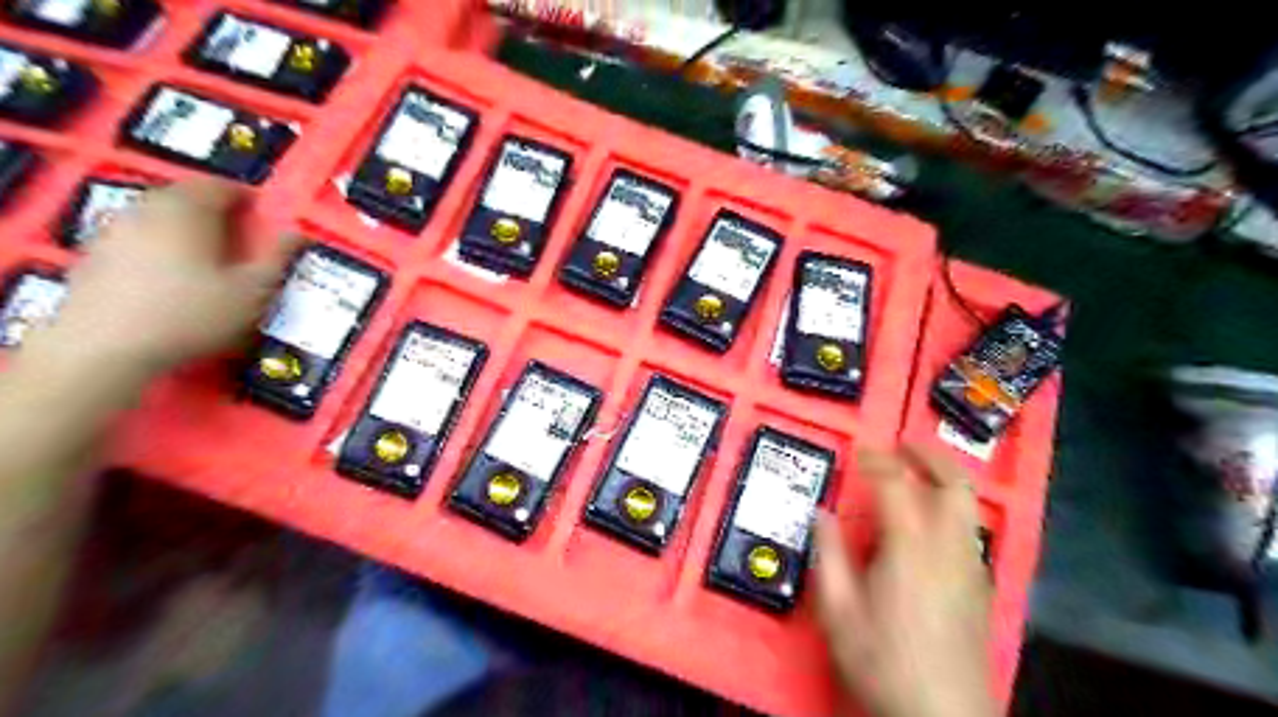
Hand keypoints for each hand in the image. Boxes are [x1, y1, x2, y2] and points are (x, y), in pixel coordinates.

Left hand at [45, 177, 292, 372]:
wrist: (105, 348)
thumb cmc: (193, 315)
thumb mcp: (253, 291)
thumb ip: (278, 257)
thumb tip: (299, 233)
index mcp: (189, 210)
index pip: (220, 186)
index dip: (247, 197)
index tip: (266, 217)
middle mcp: (148, 209)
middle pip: (185, 195)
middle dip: (215, 210)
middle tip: (242, 236)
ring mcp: (115, 229)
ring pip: (158, 214)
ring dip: (186, 226)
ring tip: (209, 255)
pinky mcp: (94, 254)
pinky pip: (137, 236)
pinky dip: (159, 244)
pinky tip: (171, 275)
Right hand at [811, 447, 990, 716]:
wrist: (944, 716)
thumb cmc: (883, 660)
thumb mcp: (838, 611)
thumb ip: (828, 555)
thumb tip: (822, 513)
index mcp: (911, 547)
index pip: (896, 485)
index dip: (877, 460)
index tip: (859, 451)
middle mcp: (949, 547)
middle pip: (954, 484)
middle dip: (930, 455)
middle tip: (904, 443)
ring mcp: (971, 566)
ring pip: (968, 506)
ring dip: (945, 479)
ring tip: (919, 472)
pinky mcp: (982, 587)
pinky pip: (969, 531)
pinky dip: (952, 510)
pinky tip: (932, 524)